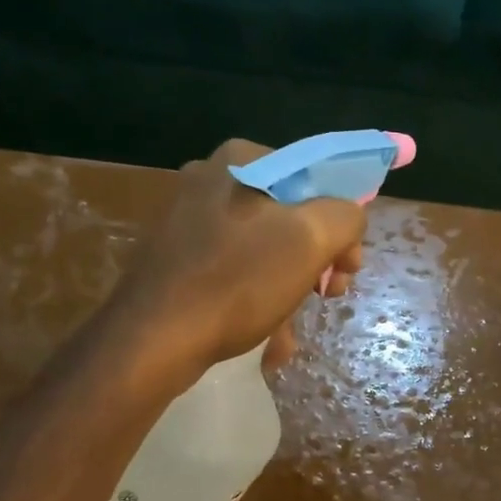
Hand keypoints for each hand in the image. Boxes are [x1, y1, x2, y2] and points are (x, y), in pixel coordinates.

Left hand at [108, 139, 367, 384]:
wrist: (152, 339)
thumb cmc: (237, 281)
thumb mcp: (310, 240)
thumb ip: (345, 216)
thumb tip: (347, 220)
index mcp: (243, 160)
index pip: (316, 177)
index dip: (343, 222)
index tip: (348, 265)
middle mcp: (212, 180)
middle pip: (290, 215)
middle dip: (316, 259)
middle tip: (328, 294)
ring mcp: (188, 220)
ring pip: (263, 249)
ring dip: (289, 288)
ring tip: (292, 332)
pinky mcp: (175, 258)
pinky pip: (233, 271)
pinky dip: (256, 300)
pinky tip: (266, 340)